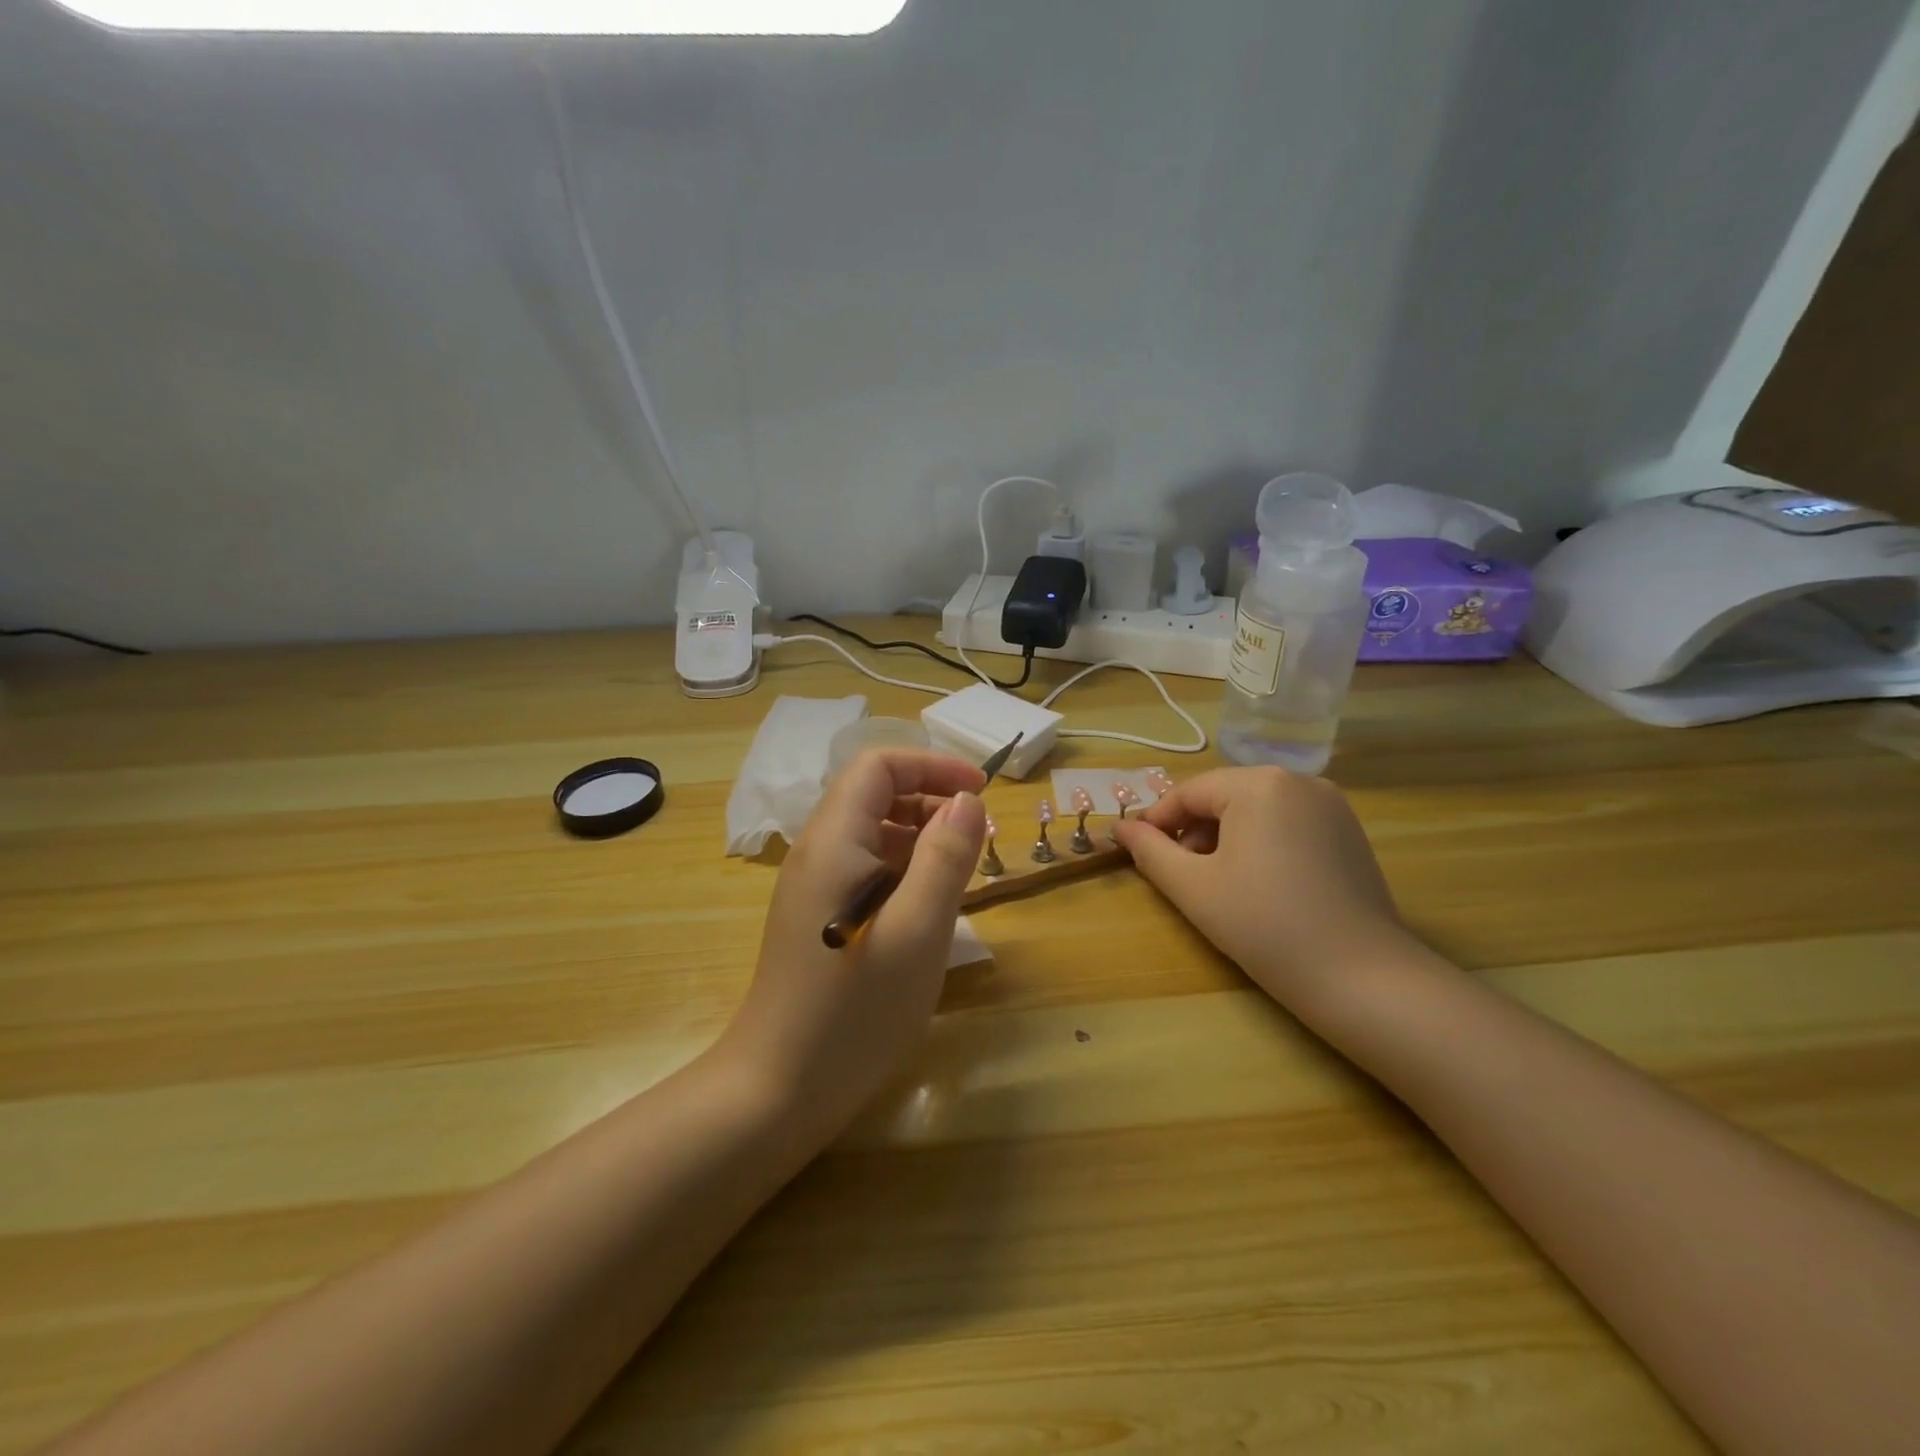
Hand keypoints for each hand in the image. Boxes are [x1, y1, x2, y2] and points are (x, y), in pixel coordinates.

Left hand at [718, 748, 987, 1140]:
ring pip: (872, 834)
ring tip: (963, 872)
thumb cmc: (855, 1008)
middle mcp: (817, 851)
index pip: (879, 765)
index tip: (981, 792)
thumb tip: (967, 801)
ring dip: (921, 837)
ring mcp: (813, 886)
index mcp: (834, 840)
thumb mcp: (919, 928)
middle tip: (980, 837)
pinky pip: (865, 869)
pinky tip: (929, 906)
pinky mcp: (816, 917)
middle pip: (875, 795)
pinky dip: (903, 870)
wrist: (777, 1089)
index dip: (933, 766)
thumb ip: (946, 856)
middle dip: (931, 801)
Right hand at [1111, 767, 1412, 1011]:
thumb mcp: (1193, 887)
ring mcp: (1331, 804)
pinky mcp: (1349, 832)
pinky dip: (1261, 843)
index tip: (1135, 851)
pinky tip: (1258, 884)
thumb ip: (1150, 851)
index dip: (1157, 821)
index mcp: (1259, 784)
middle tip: (1179, 874)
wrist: (1362, 978)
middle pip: (1224, 796)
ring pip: (1256, 809)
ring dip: (1225, 837)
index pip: (1190, 792)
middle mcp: (1299, 780)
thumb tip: (1120, 828)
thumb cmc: (1264, 926)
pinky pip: (1288, 823)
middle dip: (1193, 831)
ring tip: (1217, 882)